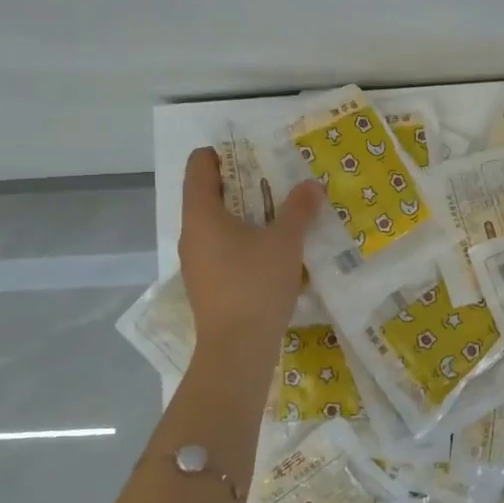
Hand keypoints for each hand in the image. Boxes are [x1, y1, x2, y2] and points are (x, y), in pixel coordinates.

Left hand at [178, 146, 323, 356]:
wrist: (237, 350)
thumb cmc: (255, 285)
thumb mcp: (285, 242)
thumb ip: (299, 209)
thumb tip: (311, 185)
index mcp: (201, 214)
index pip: (198, 165)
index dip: (223, 153)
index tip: (255, 154)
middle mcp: (191, 234)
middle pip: (210, 194)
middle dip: (244, 184)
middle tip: (278, 182)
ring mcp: (196, 262)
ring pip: (218, 224)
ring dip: (247, 215)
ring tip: (282, 216)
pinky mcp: (208, 284)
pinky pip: (223, 249)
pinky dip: (244, 241)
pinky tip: (274, 252)